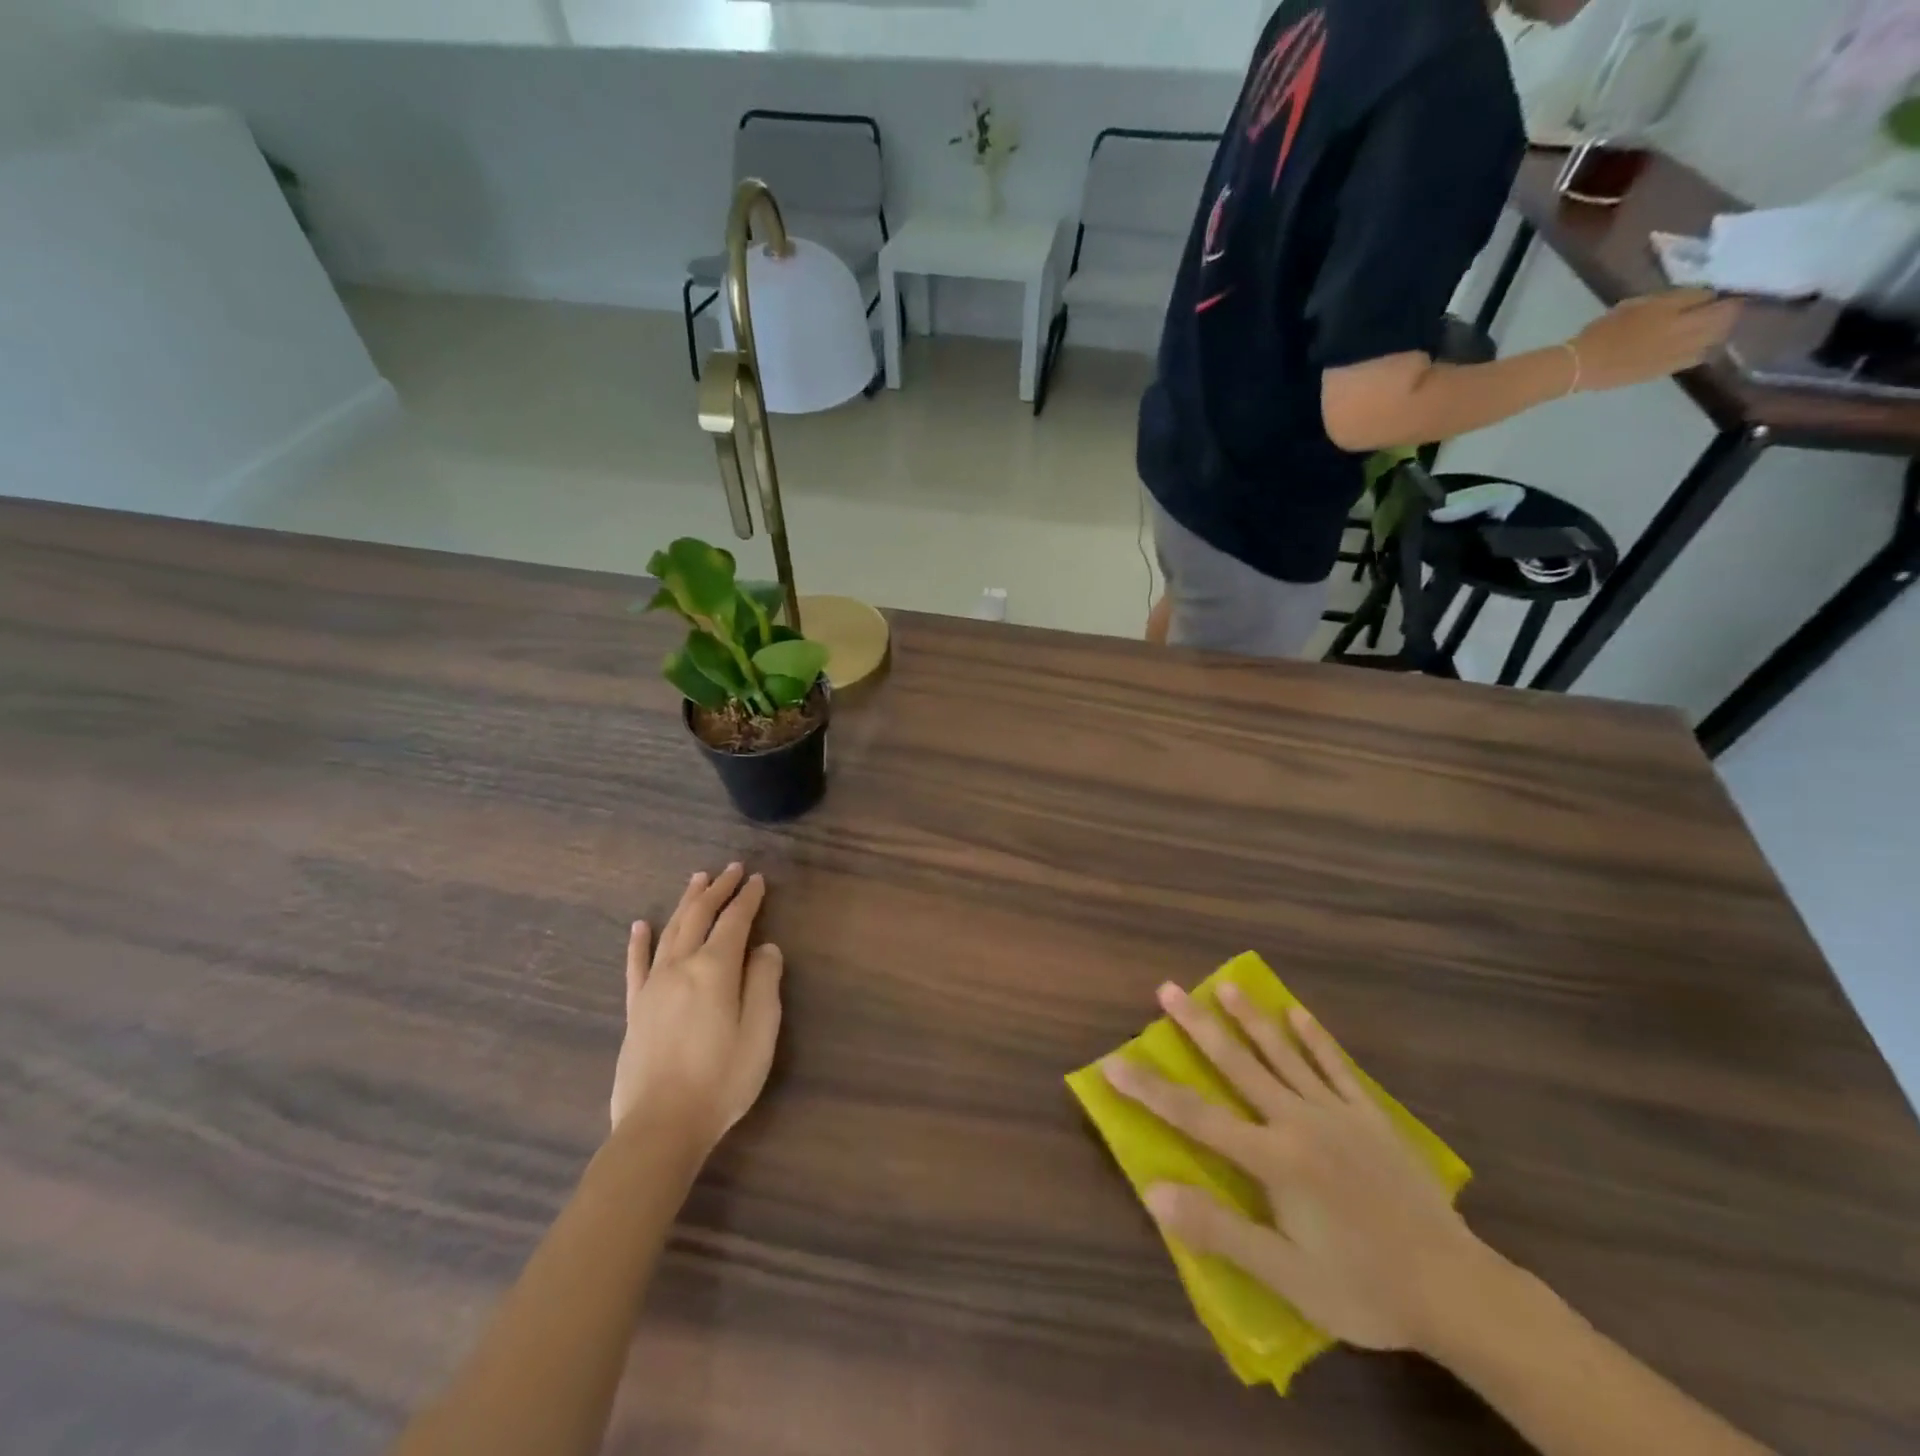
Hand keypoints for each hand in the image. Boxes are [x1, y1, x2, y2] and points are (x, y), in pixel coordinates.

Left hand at [610, 864, 783, 1153]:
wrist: (661, 1126)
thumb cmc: (722, 1079)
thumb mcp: (760, 1032)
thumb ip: (764, 983)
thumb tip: (765, 948)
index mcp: (714, 970)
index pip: (734, 921)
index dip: (748, 898)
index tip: (758, 879)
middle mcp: (680, 967)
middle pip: (698, 916)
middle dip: (717, 890)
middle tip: (731, 870)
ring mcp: (653, 986)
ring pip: (670, 931)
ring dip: (685, 903)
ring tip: (698, 881)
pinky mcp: (635, 1008)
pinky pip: (636, 965)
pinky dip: (639, 942)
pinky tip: (640, 925)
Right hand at [1103, 982, 1492, 1353]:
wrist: (1456, 1291)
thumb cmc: (1363, 1287)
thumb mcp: (1286, 1275)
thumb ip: (1220, 1230)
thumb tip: (1155, 1191)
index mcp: (1273, 1159)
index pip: (1196, 1116)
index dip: (1150, 1089)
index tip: (1115, 1062)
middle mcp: (1298, 1121)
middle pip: (1236, 1065)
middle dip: (1196, 1026)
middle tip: (1166, 990)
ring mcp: (1336, 1113)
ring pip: (1282, 1054)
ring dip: (1250, 1018)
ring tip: (1223, 985)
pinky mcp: (1370, 1116)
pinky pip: (1336, 1066)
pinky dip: (1314, 1038)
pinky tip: (1297, 1012)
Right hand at [1569, 288, 1742, 392]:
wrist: (1579, 366)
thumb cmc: (1604, 331)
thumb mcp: (1637, 304)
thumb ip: (1672, 300)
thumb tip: (1699, 298)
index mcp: (1680, 314)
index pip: (1714, 298)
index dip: (1717, 295)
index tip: (1714, 294)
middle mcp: (1687, 334)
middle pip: (1723, 321)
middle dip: (1725, 313)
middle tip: (1719, 310)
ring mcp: (1676, 355)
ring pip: (1713, 341)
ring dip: (1715, 333)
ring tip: (1706, 329)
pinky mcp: (1663, 371)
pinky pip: (1693, 358)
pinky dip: (1699, 350)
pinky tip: (1690, 347)